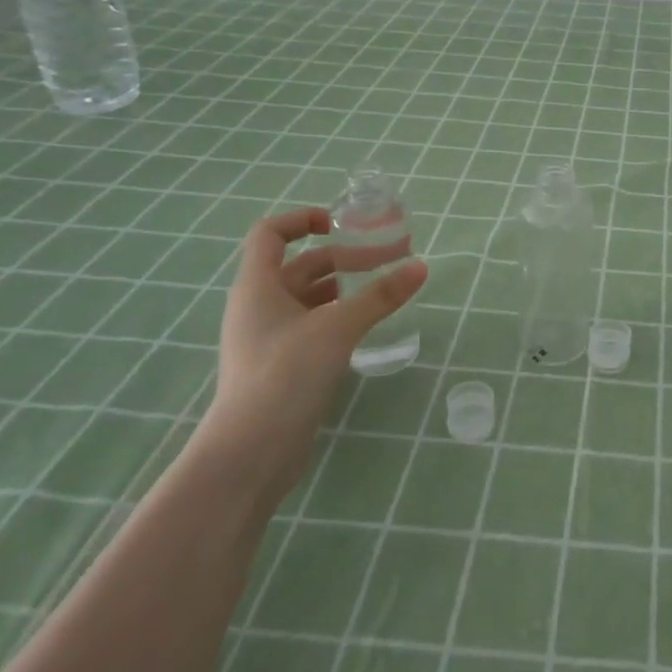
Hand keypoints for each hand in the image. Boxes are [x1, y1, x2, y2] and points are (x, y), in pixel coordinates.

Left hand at [198, 205, 426, 502]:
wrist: (251, 452)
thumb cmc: (286, 374)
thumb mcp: (338, 327)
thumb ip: (380, 295)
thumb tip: (420, 266)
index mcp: (258, 285)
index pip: (270, 233)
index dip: (303, 219)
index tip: (342, 224)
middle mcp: (258, 306)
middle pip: (300, 265)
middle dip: (344, 256)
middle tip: (390, 257)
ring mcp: (267, 338)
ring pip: (308, 297)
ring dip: (344, 287)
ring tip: (384, 288)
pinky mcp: (280, 366)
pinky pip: (311, 325)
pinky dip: (338, 316)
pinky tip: (365, 324)